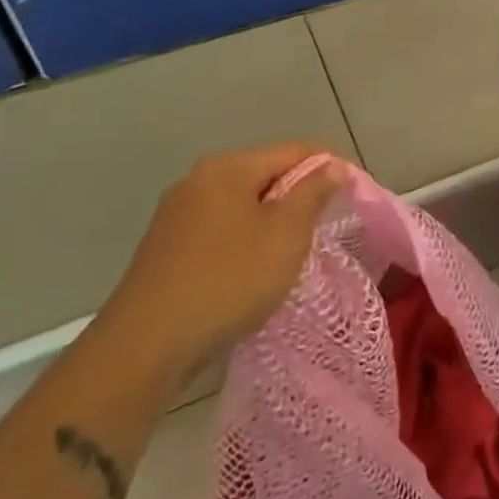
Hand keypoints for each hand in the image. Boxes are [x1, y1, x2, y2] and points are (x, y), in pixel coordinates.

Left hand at [97, 144, 345, 383]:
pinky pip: (219, 231)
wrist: (145, 347)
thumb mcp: (286, 233)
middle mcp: (198, 180)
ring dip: (271, 222)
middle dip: (298, 197)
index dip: (329, 168)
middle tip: (323, 229)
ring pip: (241, 205)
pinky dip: (243, 242)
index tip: (353, 195)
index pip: (294, 151)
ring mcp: (176, 215)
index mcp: (228, 167)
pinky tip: (250, 273)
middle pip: (265, 175)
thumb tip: (332, 166)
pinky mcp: (164, 249)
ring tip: (291, 254)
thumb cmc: (229, 280)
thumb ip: (313, 193)